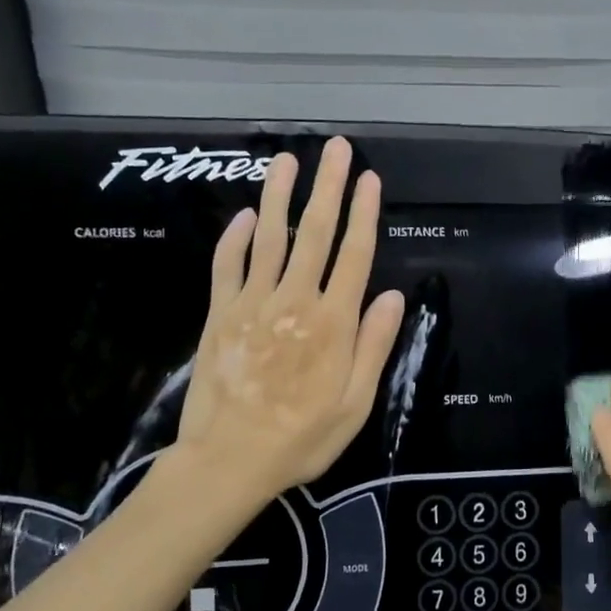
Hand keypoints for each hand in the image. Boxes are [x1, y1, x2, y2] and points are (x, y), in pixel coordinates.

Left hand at [171, 137, 405, 508]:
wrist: (228, 462)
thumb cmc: (302, 438)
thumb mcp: (355, 403)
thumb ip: (373, 346)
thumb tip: (391, 295)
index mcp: (332, 323)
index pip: (353, 255)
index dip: (364, 214)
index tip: (369, 179)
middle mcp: (294, 301)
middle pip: (314, 234)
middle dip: (327, 187)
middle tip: (335, 148)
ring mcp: (252, 304)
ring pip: (269, 238)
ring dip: (279, 196)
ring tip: (286, 159)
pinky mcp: (220, 315)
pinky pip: (227, 266)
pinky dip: (235, 238)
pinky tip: (244, 215)